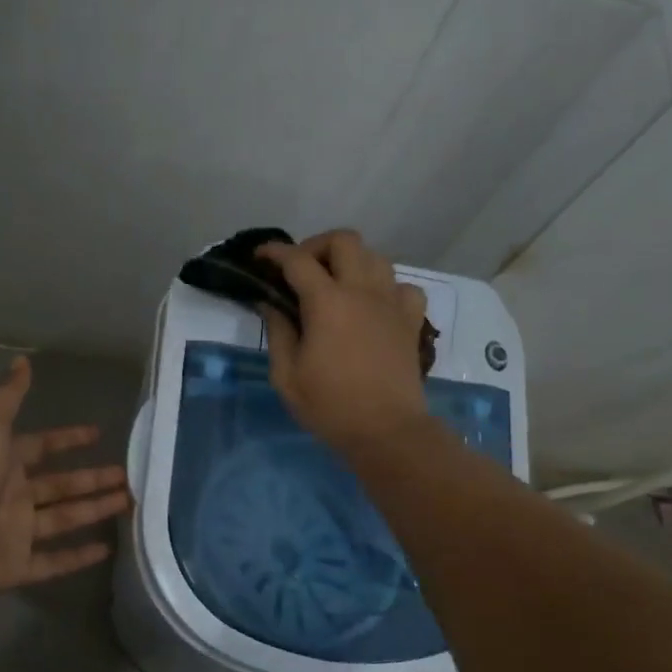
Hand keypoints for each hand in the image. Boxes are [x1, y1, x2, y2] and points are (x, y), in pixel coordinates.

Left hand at [0, 356, 130, 599]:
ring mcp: (16, 534)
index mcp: (3, 464)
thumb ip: (7, 397)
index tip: (98, 434)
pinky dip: (79, 557)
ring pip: (63, 520)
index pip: (41, 447)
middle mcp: (12, 497)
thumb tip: (23, 359)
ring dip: (94, 510)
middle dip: (92, 479)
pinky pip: (54, 562)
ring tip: (129, 503)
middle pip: (60, 486)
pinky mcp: (19, 567)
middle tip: (127, 475)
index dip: (68, 440)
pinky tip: (108, 549)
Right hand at [257, 229, 429, 455]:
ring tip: (337, 285)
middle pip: (344, 240)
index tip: (260, 256)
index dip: (275, 252)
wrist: (386, 431)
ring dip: (352, 262)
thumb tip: (271, 303)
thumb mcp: (287, 376)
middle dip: (317, 246)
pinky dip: (386, 287)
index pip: (297, 260)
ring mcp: (392, 303)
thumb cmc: (330, 407)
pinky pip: (403, 287)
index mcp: (327, 302)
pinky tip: (374, 306)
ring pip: (376, 257)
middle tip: (302, 270)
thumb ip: (278, 332)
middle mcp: (363, 291)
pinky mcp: (411, 321)